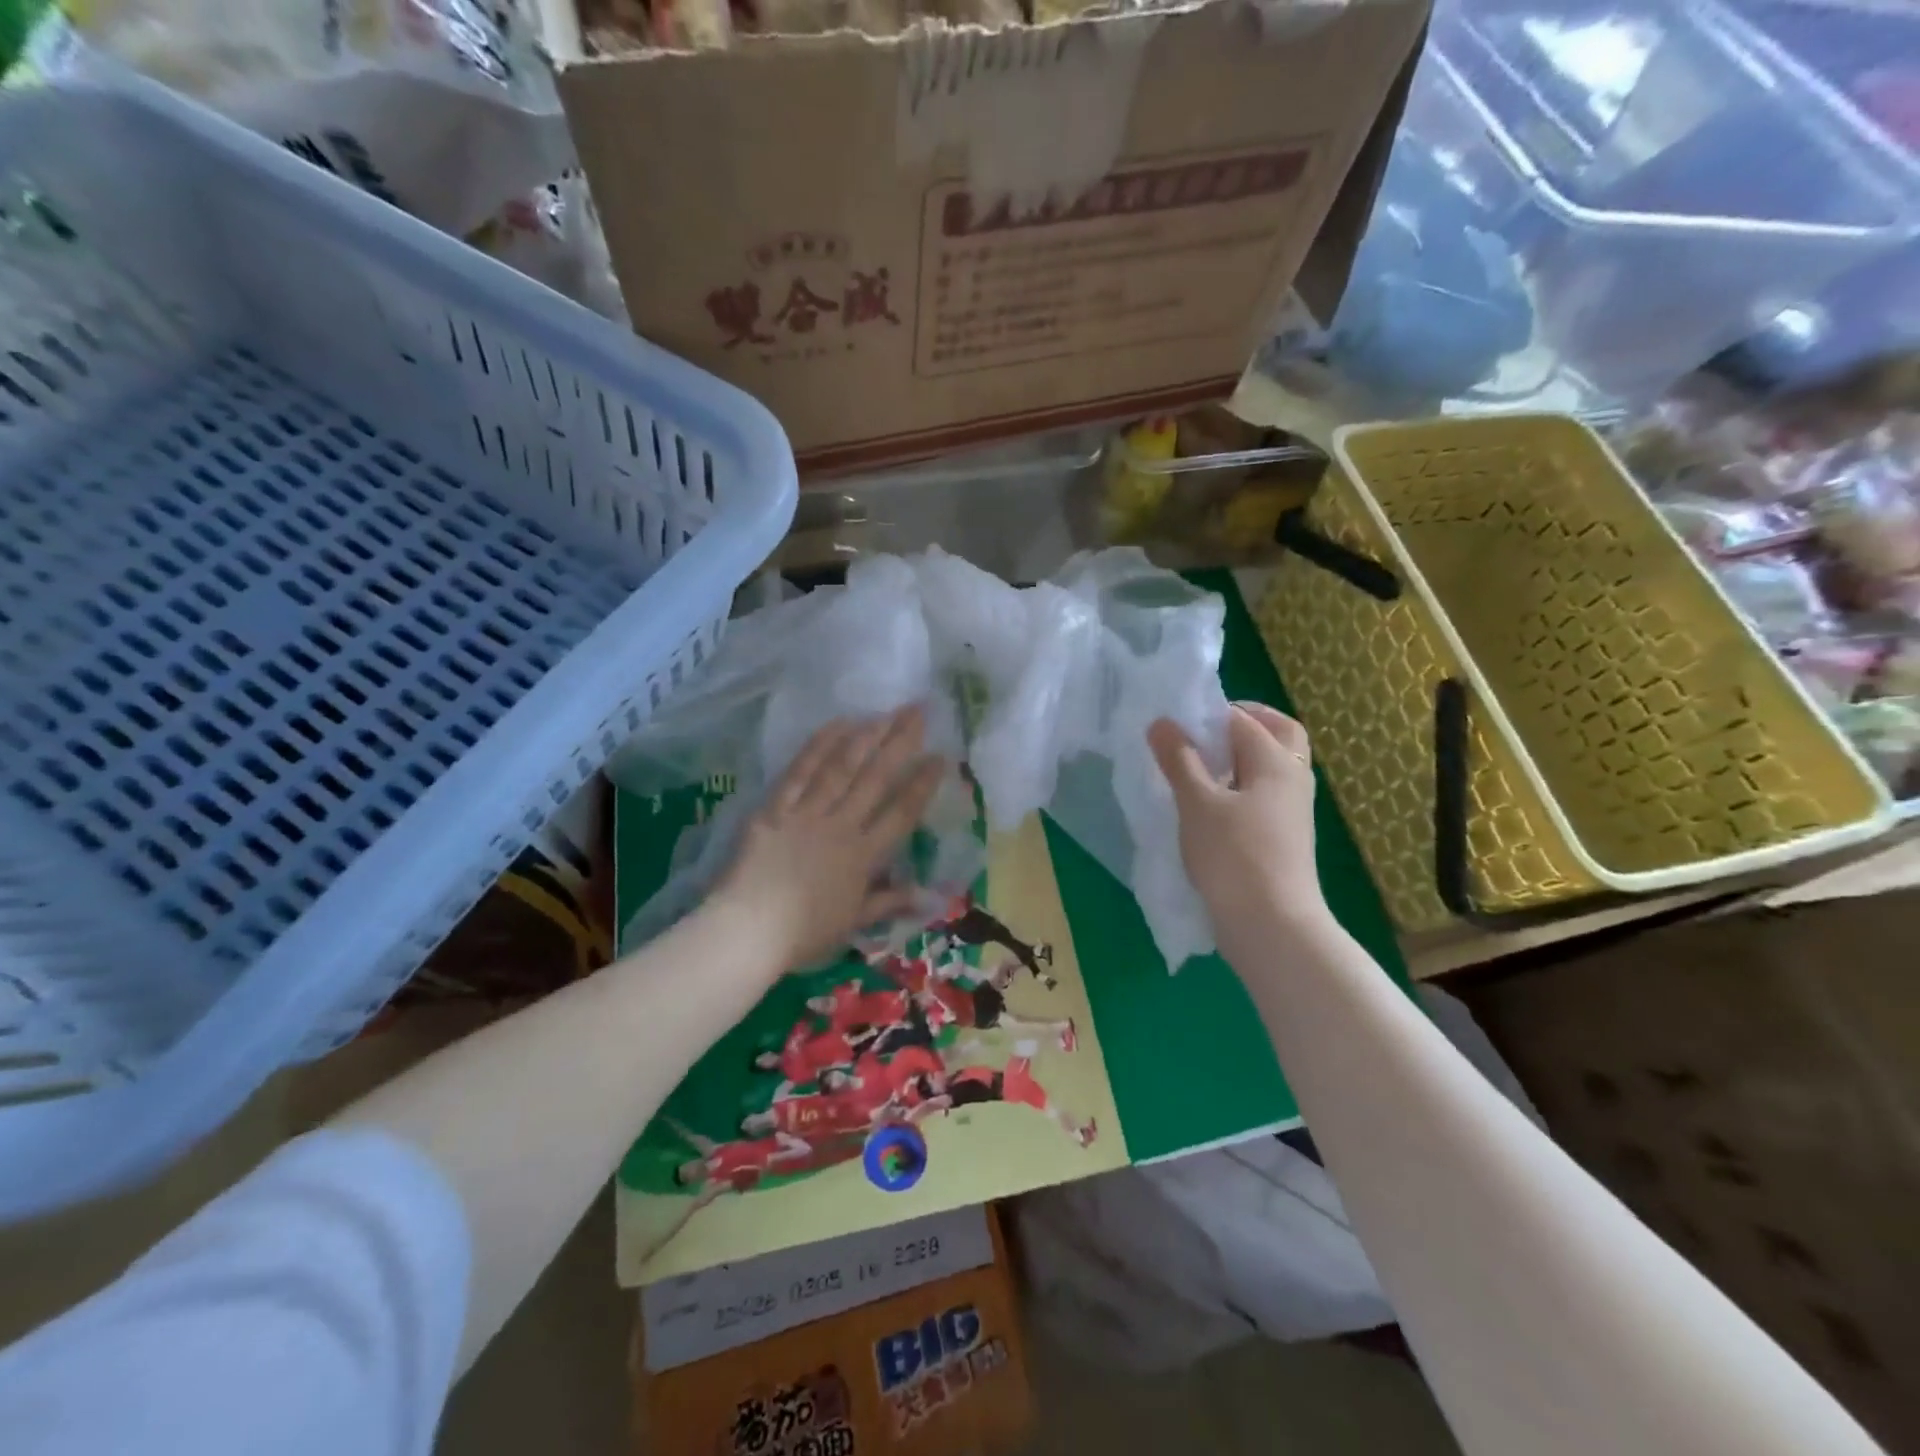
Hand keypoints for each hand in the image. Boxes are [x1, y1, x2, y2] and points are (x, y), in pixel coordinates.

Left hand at [712, 707, 944, 975]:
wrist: (748, 929)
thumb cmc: (803, 933)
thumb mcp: (852, 923)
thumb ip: (888, 902)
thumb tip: (927, 895)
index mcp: (863, 856)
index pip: (901, 813)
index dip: (922, 784)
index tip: (941, 756)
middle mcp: (841, 826)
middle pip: (875, 779)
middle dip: (900, 743)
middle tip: (918, 711)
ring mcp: (807, 813)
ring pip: (841, 768)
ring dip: (865, 737)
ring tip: (885, 712)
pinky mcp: (775, 808)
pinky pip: (800, 772)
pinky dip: (819, 746)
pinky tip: (837, 724)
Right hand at [1148, 702, 1327, 949]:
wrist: (1272, 926)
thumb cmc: (1233, 856)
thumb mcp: (1197, 804)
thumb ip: (1179, 760)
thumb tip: (1162, 722)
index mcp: (1275, 761)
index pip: (1241, 719)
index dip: (1206, 715)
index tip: (1172, 724)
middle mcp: (1292, 777)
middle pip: (1277, 733)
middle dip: (1242, 724)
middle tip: (1202, 733)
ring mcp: (1292, 809)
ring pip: (1271, 766)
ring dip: (1240, 757)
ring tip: (1198, 768)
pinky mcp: (1284, 835)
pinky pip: (1265, 794)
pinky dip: (1242, 786)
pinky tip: (1210, 804)